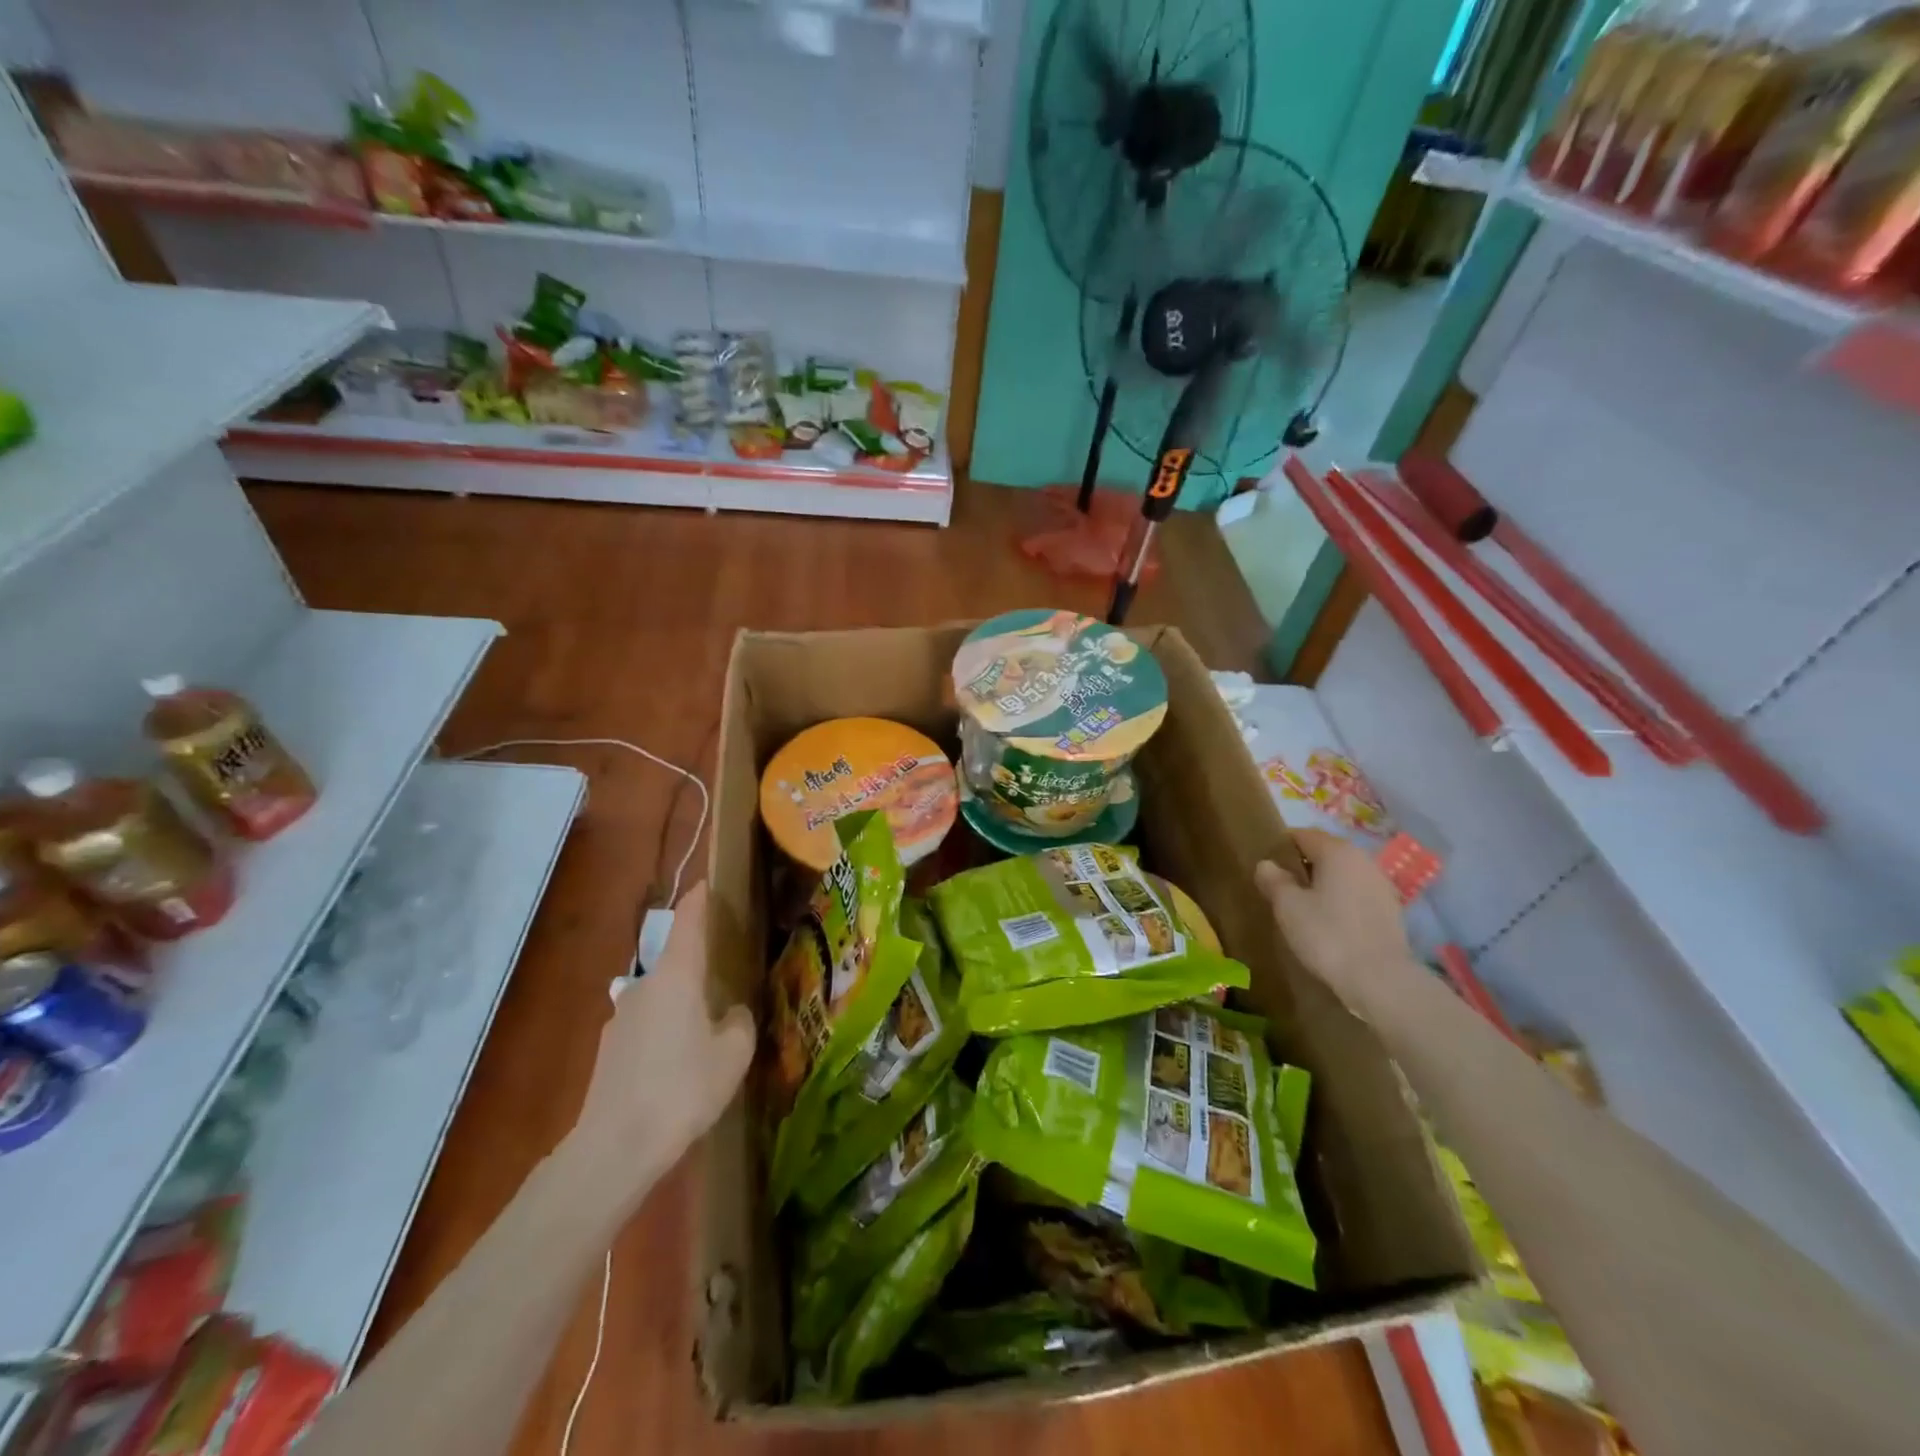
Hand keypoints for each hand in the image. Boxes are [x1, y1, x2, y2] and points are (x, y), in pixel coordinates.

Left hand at [568, 883, 753, 1211]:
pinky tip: (678, 1063)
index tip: (706, 885)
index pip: (687, 922)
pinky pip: (646, 1025)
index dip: (698, 901)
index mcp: (676, 975)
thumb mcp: (733, 1053)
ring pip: (659, 995)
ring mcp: (621, 1017)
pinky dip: (665, 1030)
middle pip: (673, 959)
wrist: (614, 1148)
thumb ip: (738, 1022)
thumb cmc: (683, 1088)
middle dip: (697, 962)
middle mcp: (644, 985)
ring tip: (705, 1028)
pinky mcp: (609, 1050)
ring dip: (681, 1001)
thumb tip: (730, 1012)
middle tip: (725, 973)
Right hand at [1256, 830, 1414, 1014]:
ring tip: (1304, 909)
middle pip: (1325, 853)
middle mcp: (1363, 859)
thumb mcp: (1288, 907)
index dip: (1281, 848)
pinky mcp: (1391, 910)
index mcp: (1337, 851)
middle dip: (1302, 867)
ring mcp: (1381, 885)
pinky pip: (1357, 895)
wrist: (1381, 980)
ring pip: (1343, 875)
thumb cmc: (1327, 935)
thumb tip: (1266, 864)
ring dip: (1323, 885)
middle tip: (1281, 891)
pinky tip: (1330, 925)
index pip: (1302, 835)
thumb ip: (1274, 880)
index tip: (1267, 869)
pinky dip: (1341, 902)